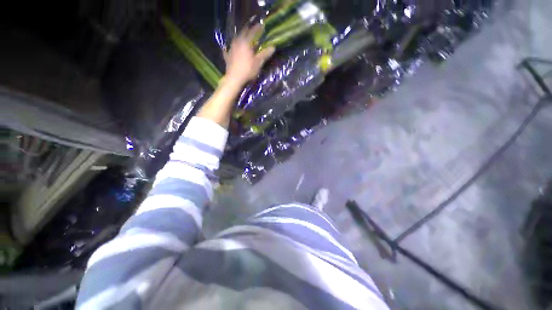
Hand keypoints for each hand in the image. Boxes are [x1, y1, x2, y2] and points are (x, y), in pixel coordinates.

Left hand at [223, 24, 275, 85]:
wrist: (234, 78)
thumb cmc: (248, 70)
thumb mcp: (258, 62)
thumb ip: (265, 54)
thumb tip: (273, 47)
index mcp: (246, 42)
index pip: (252, 32)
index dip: (257, 28)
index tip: (262, 25)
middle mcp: (237, 43)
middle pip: (242, 34)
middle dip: (248, 31)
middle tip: (252, 30)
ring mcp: (231, 49)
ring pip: (235, 40)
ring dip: (240, 38)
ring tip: (243, 39)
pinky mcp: (227, 56)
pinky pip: (228, 50)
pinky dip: (230, 48)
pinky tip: (230, 49)